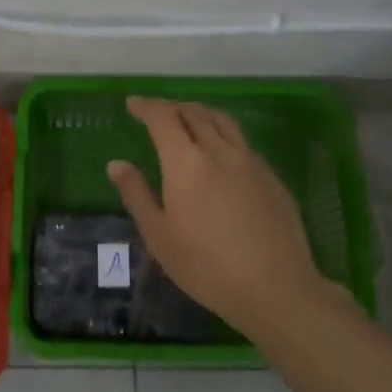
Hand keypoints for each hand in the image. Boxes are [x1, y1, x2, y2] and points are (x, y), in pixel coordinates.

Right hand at [108, 97, 325, 328]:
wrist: (275, 287)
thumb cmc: (206, 266)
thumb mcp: (159, 236)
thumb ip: (136, 194)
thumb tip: (116, 164)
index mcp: (186, 161)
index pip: (163, 118)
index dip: (146, 107)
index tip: (133, 104)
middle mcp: (219, 150)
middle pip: (194, 113)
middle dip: (172, 107)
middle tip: (157, 112)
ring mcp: (250, 161)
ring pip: (222, 121)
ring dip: (200, 112)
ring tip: (189, 118)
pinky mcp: (271, 176)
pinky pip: (242, 141)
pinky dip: (223, 133)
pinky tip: (221, 152)